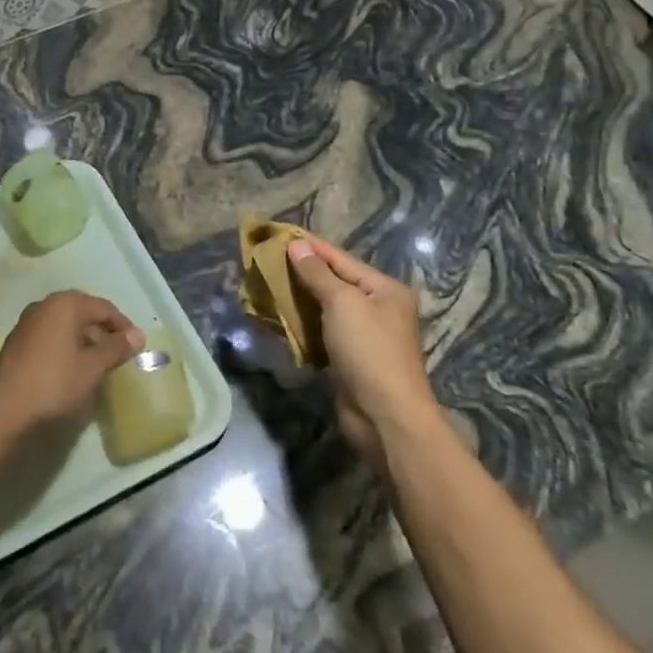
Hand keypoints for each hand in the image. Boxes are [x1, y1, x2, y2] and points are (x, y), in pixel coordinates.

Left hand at [0, 291, 142, 438]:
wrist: (0, 410)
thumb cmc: (53, 383)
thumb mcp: (92, 367)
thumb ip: (115, 348)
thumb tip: (137, 335)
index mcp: (65, 303)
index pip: (104, 308)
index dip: (123, 326)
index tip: (137, 348)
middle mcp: (45, 306)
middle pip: (83, 314)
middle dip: (103, 334)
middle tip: (119, 358)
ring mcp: (28, 324)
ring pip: (66, 327)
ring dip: (84, 343)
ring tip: (98, 367)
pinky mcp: (17, 344)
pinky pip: (51, 339)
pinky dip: (66, 350)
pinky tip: (72, 372)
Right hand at [286, 237, 435, 471]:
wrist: (385, 417)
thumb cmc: (368, 350)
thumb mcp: (342, 303)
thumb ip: (318, 273)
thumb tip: (297, 244)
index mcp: (385, 289)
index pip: (341, 259)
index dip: (310, 246)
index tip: (279, 234)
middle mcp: (379, 308)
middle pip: (334, 282)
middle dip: (302, 272)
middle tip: (268, 259)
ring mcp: (365, 336)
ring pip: (326, 308)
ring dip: (299, 299)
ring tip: (268, 284)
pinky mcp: (350, 359)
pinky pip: (323, 332)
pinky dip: (303, 324)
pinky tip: (280, 317)